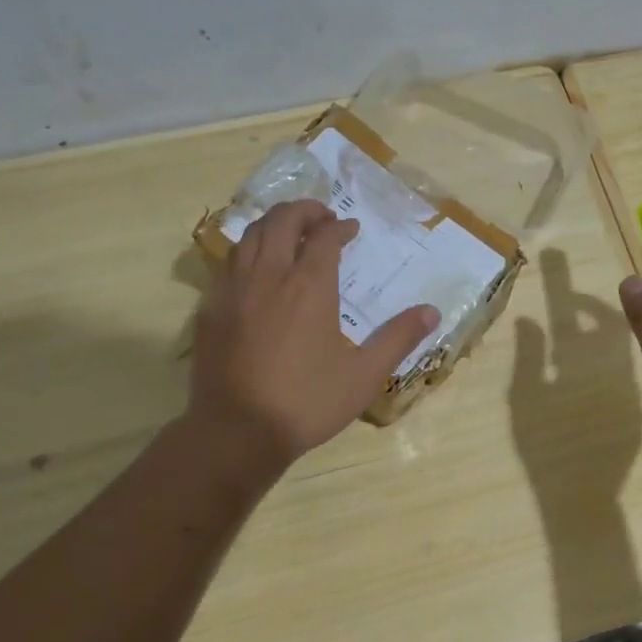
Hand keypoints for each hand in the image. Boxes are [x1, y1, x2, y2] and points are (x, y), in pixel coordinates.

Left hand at [190, 200, 437, 467]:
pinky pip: (227, 263)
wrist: (237, 431)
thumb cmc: (306, 403)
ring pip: (249, 236)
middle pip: (281, 221)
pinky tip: (255, 269)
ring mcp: (233, 290)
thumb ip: (397, 338)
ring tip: (288, 233)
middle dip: (303, 211)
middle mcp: (269, 276)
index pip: (324, 237)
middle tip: (320, 217)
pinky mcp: (209, 308)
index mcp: (309, 287)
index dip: (339, 227)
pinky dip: (246, 251)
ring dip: (272, 225)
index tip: (350, 229)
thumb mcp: (364, 375)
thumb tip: (431, 311)